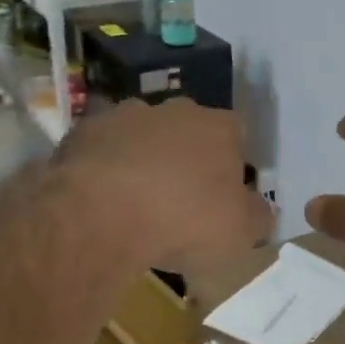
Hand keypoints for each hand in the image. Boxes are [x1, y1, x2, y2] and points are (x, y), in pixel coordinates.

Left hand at [58, 100, 273, 270]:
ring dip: (143, 158)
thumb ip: (257, 217)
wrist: (100, 215)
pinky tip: (100, 198)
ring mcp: (125, 115)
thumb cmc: (183, 222)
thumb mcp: (240, 233)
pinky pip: (102, 148)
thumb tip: (261, 210)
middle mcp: (175, 110)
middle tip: (180, 197)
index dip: (232, 164)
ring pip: (143, 134)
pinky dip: (105, 166)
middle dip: (186, 155)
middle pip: (188, 128)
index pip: (237, 135)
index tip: (223, 195)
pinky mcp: (83, 131)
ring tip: (135, 199)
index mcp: (219, 128)